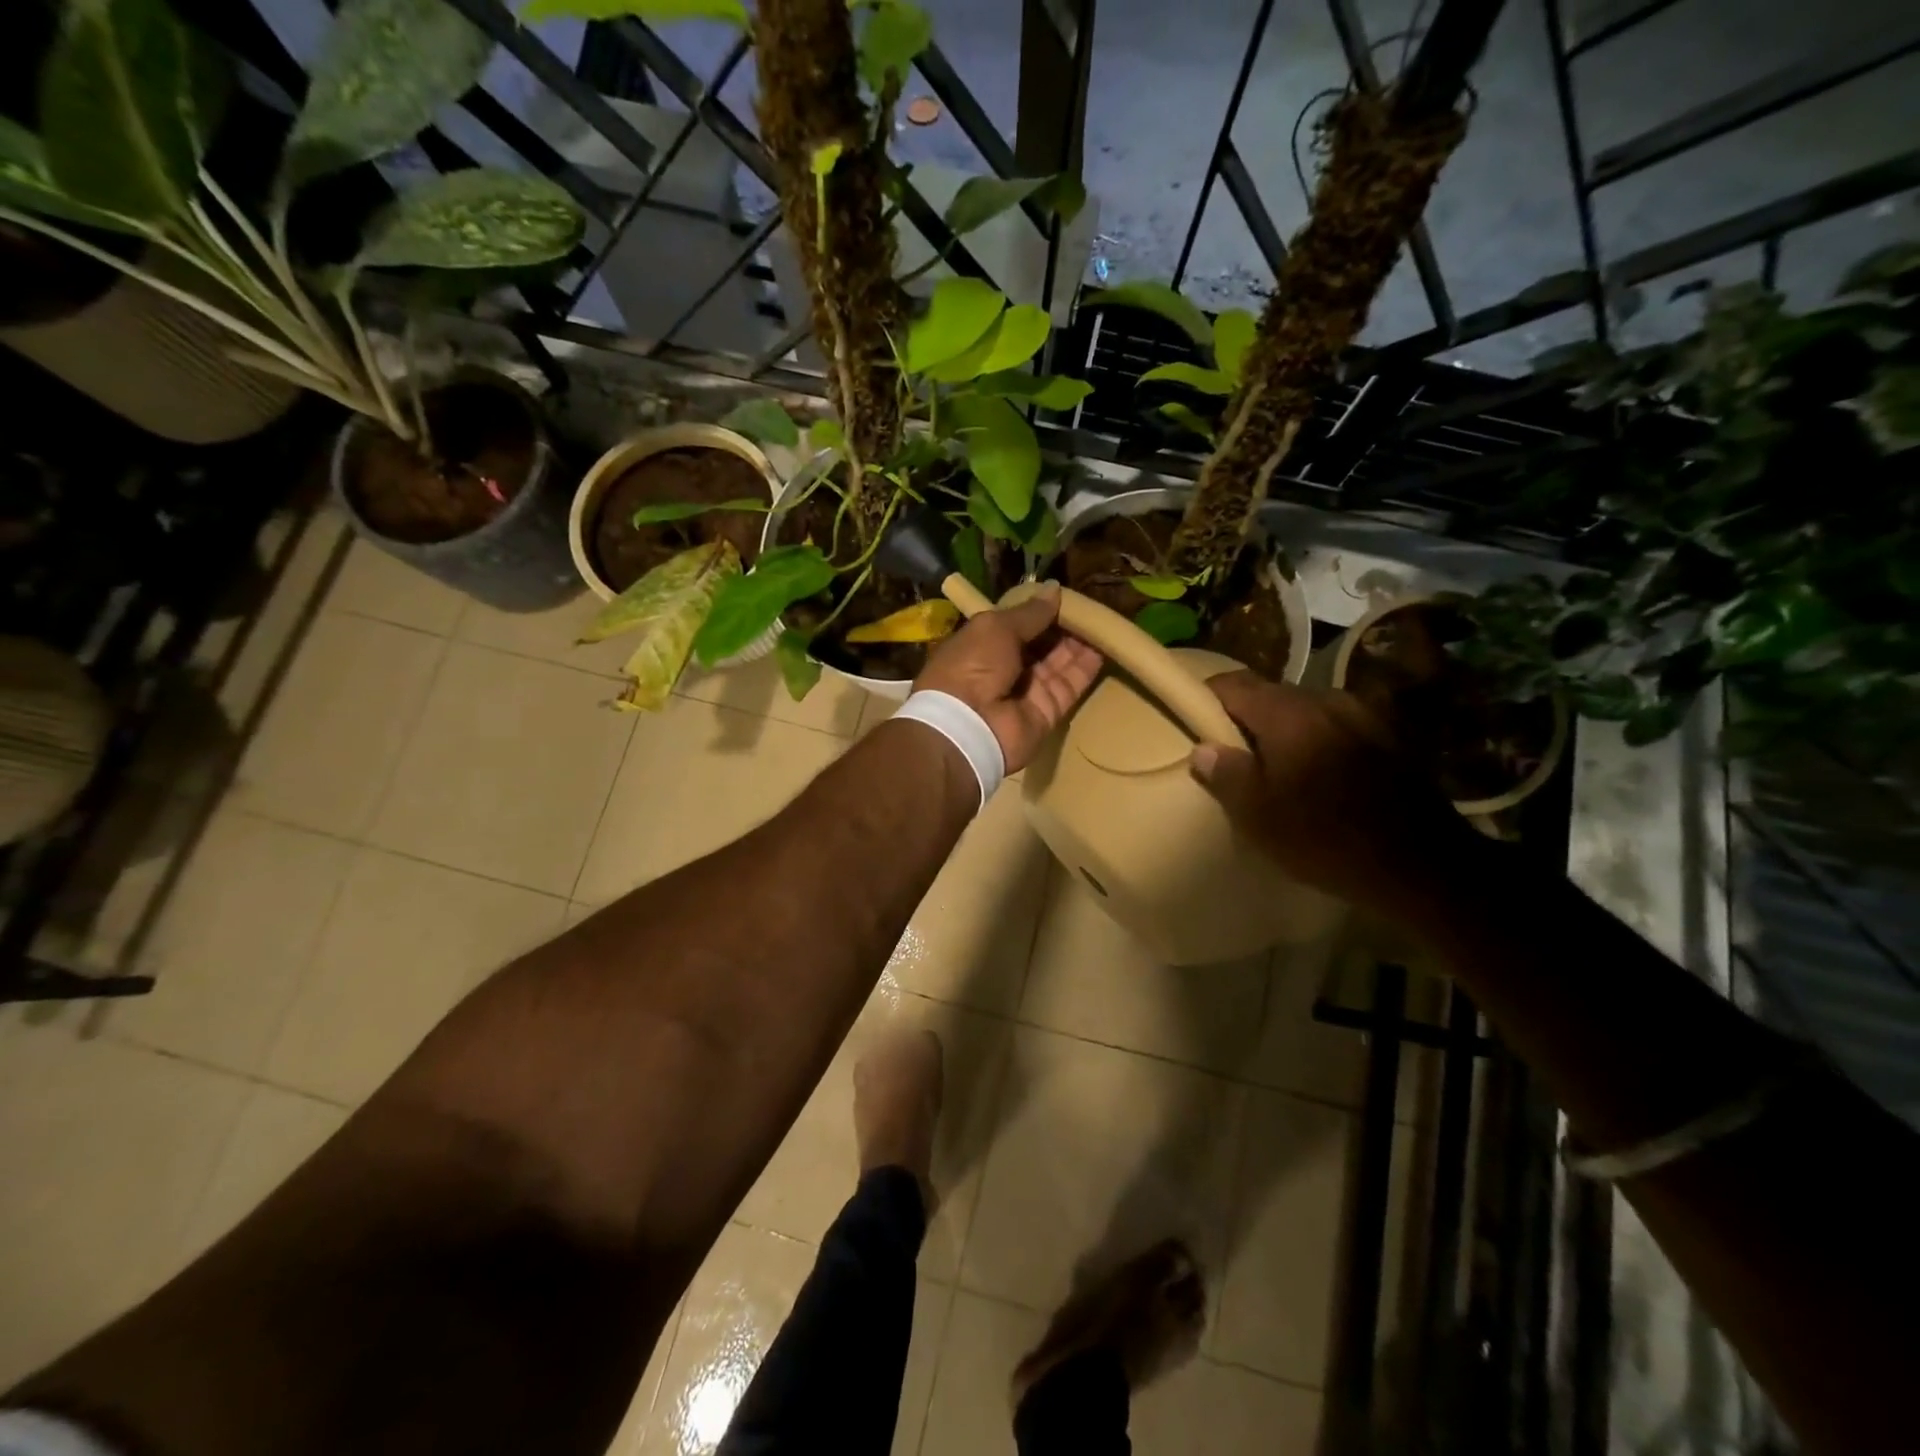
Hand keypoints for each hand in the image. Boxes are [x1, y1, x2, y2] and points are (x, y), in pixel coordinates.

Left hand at [915, 582, 1102, 772]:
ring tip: (1105, 620)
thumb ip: (1030, 612)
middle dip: (1064, 626)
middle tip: (1092, 606)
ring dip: (1079, 643)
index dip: (1040, 610)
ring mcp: (1027, 691)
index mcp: (984, 644)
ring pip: (1059, 663)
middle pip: (1041, 643)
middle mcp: (1005, 667)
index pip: (1018, 624)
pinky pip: (1070, 685)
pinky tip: (1105, 645)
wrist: (967, 726)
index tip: (1067, 596)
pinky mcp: (1048, 711)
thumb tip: (1055, 589)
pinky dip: (1086, 667)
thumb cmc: (973, 665)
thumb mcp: (996, 627)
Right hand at [1188, 672, 1485, 918]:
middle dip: (1245, 717)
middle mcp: (1326, 701)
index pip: (1234, 684)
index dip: (1207, 697)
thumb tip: (1203, 749)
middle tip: (1229, 751)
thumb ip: (1225, 774)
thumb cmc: (1325, 838)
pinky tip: (1315, 775)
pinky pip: (1334, 728)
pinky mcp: (1388, 738)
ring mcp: (1362, 716)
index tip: (1192, 718)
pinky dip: (1315, 741)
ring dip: (1283, 731)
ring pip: (1305, 712)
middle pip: (1271, 695)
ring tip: (1273, 766)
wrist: (1422, 866)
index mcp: (1288, 713)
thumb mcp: (1258, 816)